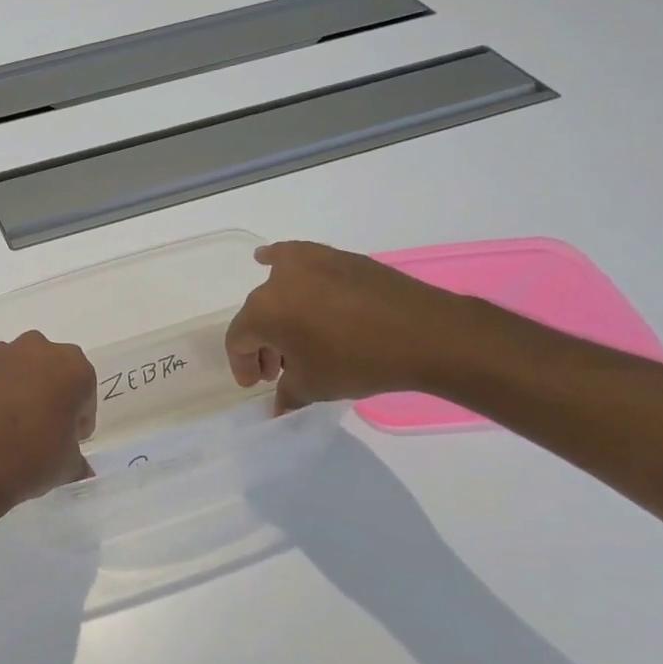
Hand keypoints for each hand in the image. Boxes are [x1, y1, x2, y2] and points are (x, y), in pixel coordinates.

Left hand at [0, 315, 96, 506]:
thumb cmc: (33, 462)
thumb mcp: (68, 466)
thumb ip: (75, 457)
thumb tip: (80, 468)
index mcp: (73, 368)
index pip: (84, 390)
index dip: (77, 417)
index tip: (67, 438)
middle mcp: (37, 350)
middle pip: (49, 367)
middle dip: (48, 391)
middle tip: (39, 428)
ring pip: (12, 358)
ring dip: (13, 378)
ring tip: (4, 416)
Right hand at [224, 241, 481, 409]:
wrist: (424, 333)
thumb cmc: (358, 362)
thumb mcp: (315, 386)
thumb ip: (288, 394)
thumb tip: (279, 406)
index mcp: (263, 313)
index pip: (238, 340)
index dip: (243, 365)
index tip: (257, 385)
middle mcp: (277, 281)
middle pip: (258, 315)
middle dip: (265, 344)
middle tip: (280, 369)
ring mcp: (308, 263)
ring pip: (278, 288)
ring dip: (278, 313)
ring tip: (292, 333)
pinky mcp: (336, 257)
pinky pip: (298, 260)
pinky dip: (282, 264)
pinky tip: (272, 261)